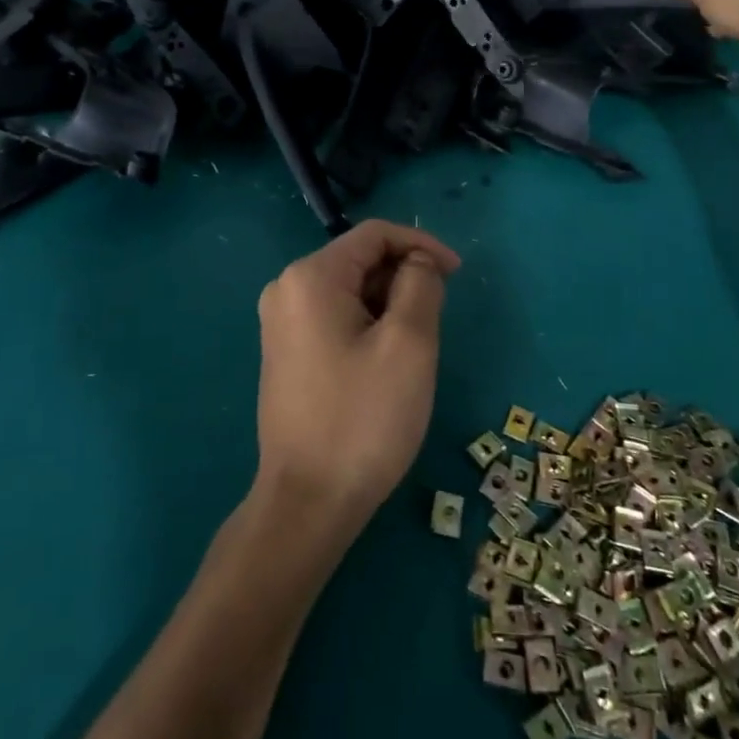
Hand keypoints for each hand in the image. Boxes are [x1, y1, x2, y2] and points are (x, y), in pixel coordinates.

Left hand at [254, 220, 461, 534]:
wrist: (308, 503)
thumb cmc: (363, 418)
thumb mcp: (408, 344)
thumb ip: (420, 285)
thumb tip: (418, 262)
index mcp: (310, 277)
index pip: (374, 235)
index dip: (421, 244)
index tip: (457, 274)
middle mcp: (286, 288)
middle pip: (359, 260)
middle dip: (403, 278)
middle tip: (435, 323)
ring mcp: (281, 322)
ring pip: (349, 290)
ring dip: (388, 304)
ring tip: (412, 350)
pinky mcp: (285, 351)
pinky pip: (335, 316)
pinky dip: (368, 324)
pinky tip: (384, 363)